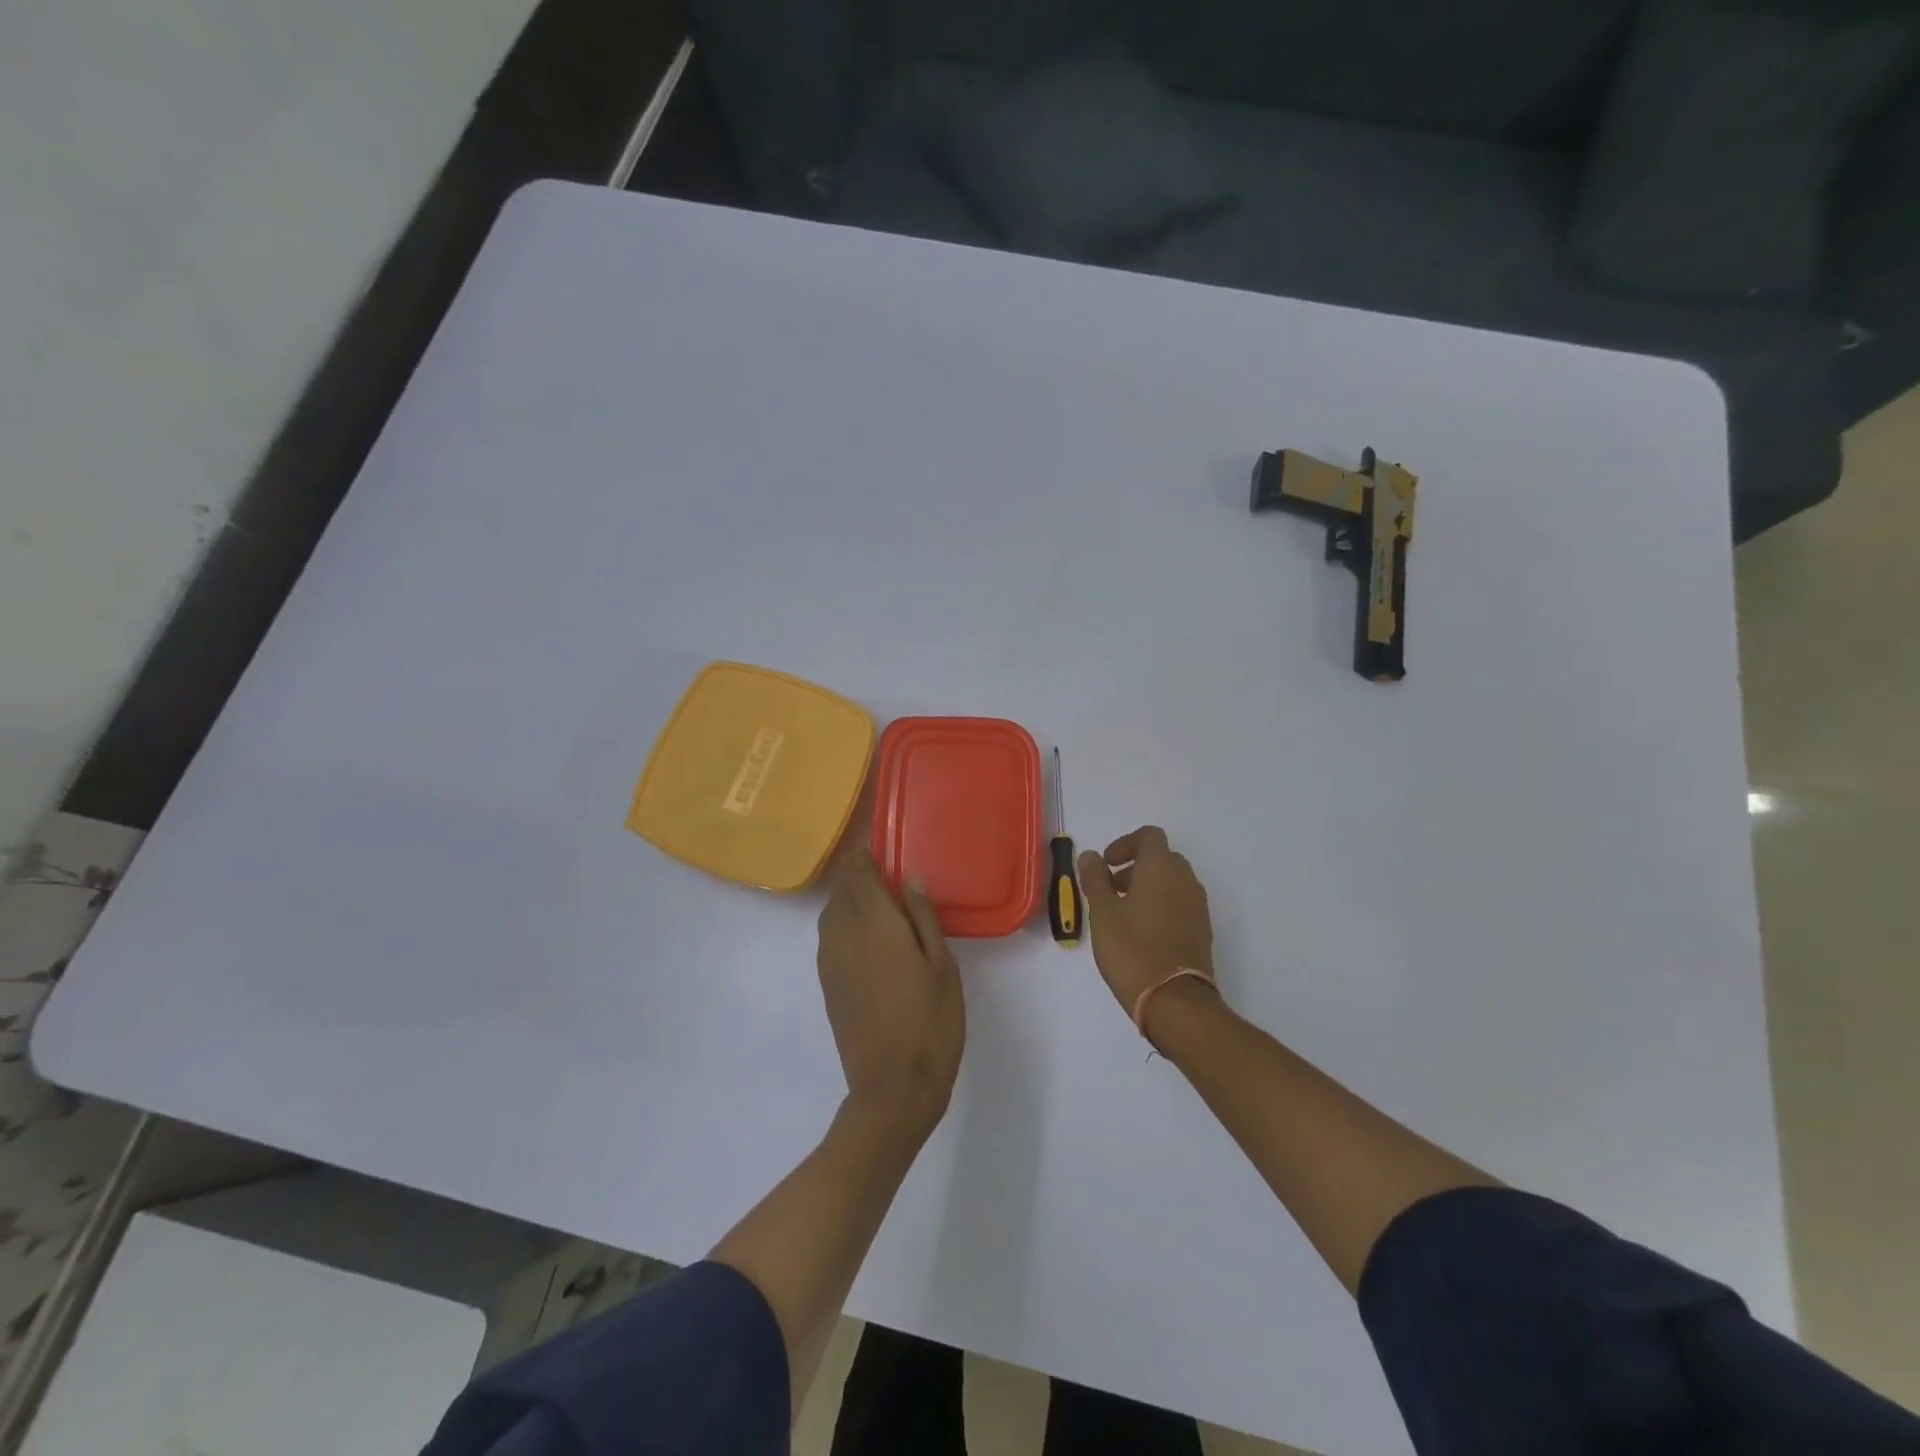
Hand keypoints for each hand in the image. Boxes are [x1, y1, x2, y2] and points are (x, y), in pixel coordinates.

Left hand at [816, 848, 964, 1140]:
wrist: (892, 1087)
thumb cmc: (930, 1022)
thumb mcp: (942, 965)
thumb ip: (923, 917)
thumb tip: (909, 878)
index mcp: (874, 922)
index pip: (858, 873)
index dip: (867, 856)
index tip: (884, 850)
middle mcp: (843, 934)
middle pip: (841, 889)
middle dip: (857, 874)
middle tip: (886, 873)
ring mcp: (830, 960)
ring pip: (830, 912)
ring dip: (848, 898)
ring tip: (878, 901)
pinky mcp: (827, 983)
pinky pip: (829, 936)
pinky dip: (842, 922)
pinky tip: (867, 936)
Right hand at [1078, 826, 1216, 1022]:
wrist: (1175, 1001)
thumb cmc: (1132, 949)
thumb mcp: (1102, 913)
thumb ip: (1095, 879)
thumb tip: (1090, 856)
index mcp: (1161, 868)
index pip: (1149, 836)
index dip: (1125, 843)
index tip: (1106, 864)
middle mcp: (1185, 880)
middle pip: (1162, 858)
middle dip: (1135, 866)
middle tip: (1110, 888)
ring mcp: (1198, 906)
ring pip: (1172, 882)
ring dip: (1148, 887)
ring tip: (1122, 913)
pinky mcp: (1202, 930)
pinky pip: (1180, 904)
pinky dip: (1161, 906)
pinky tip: (1141, 933)